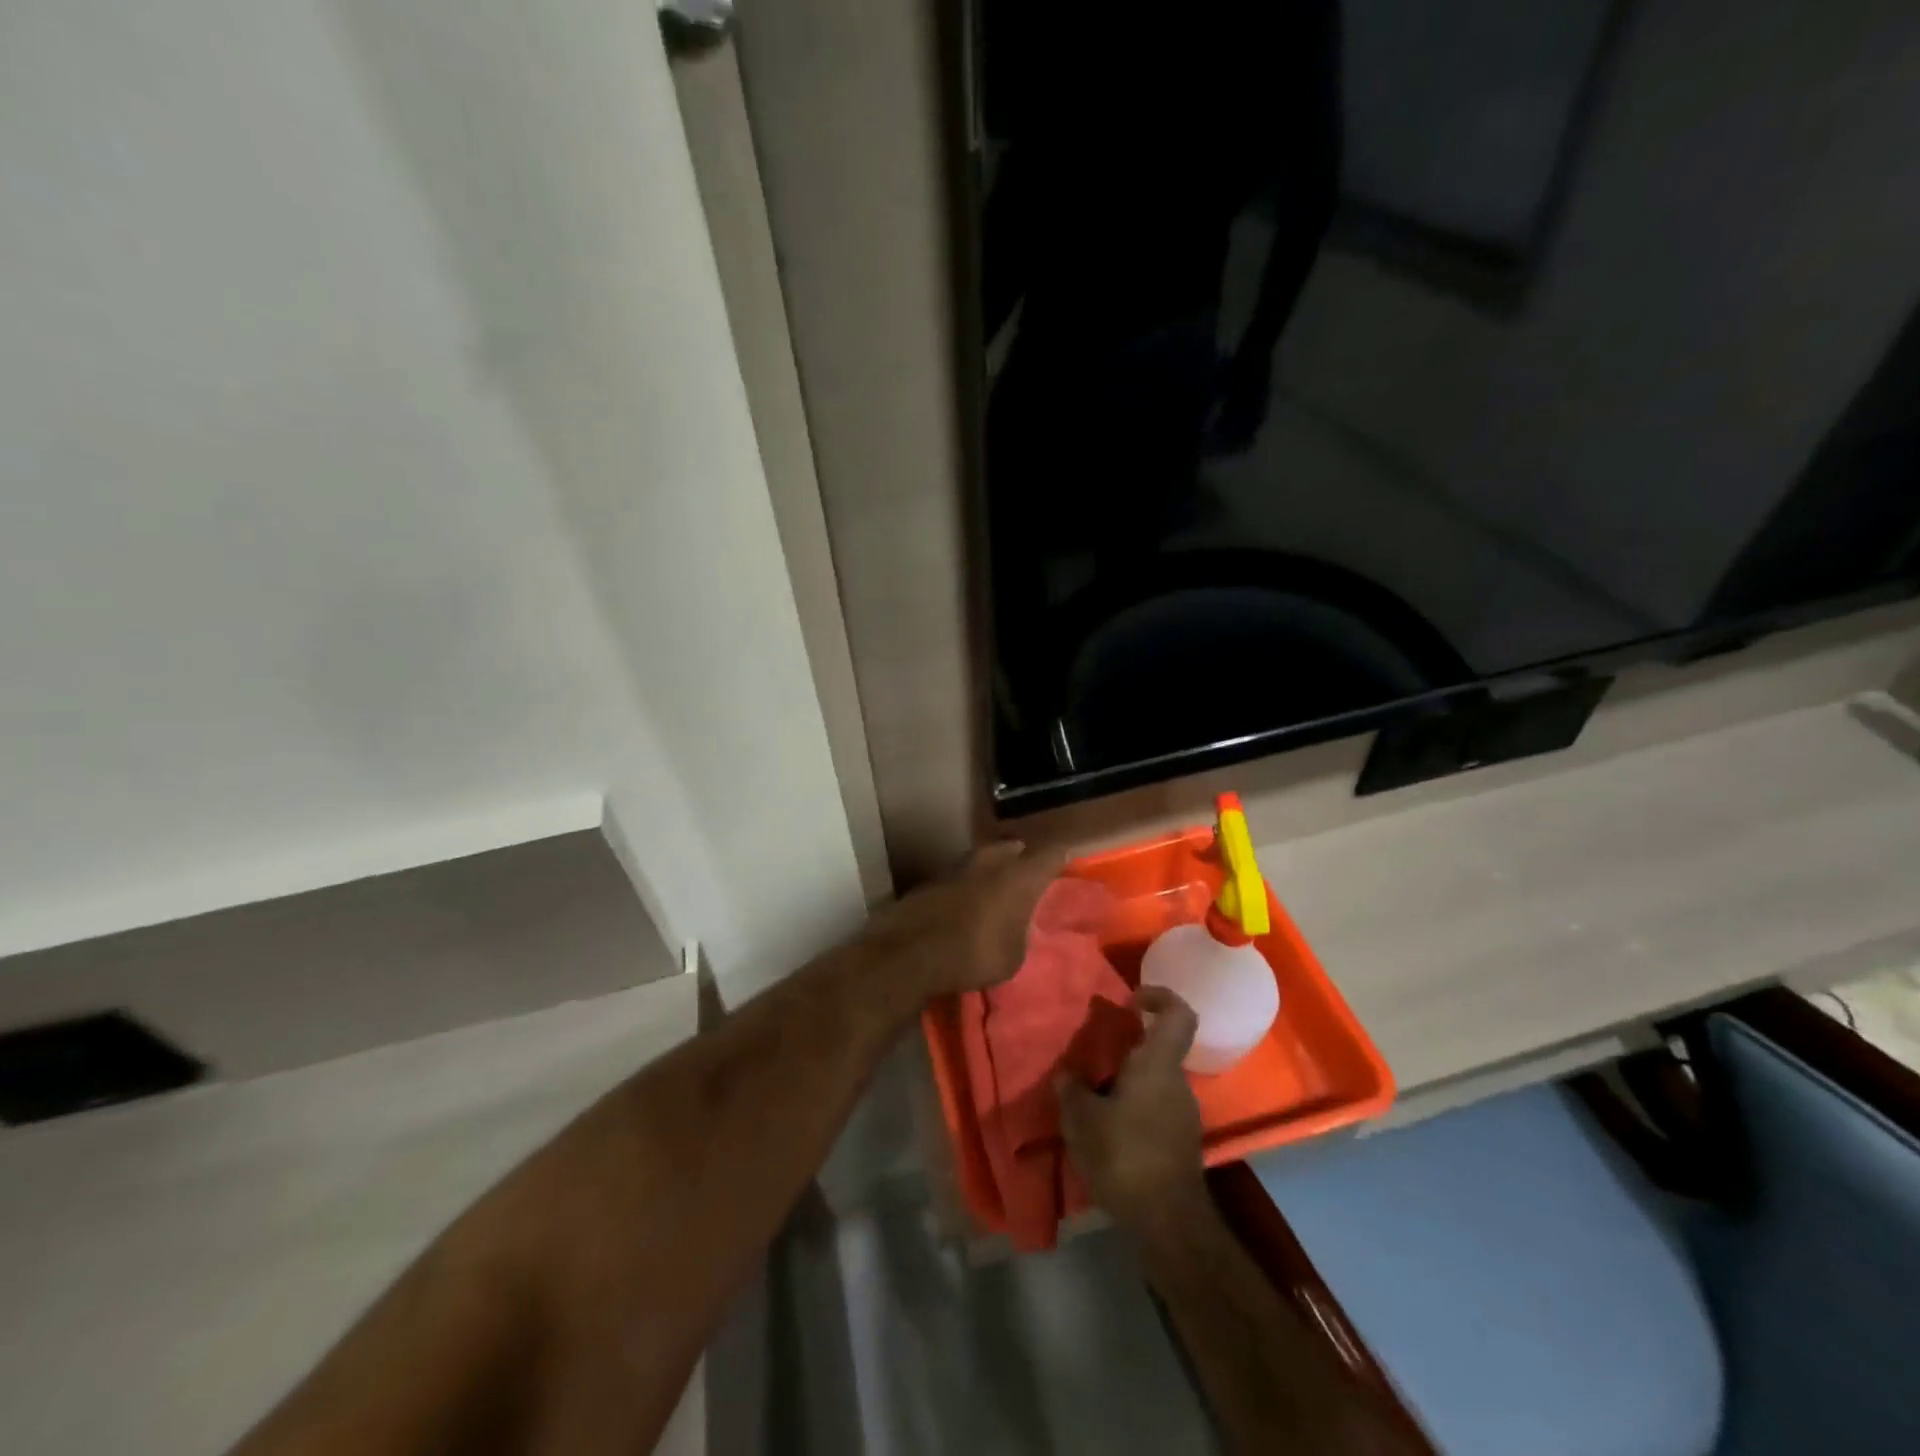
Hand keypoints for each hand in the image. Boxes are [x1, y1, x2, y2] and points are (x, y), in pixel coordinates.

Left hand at [863, 841, 1063, 998]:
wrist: (910, 952)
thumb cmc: (974, 955)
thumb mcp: (1014, 956)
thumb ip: (1021, 932)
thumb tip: (1018, 924)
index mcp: (1019, 877)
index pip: (1051, 854)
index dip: (1062, 856)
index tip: (1068, 859)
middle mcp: (991, 862)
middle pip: (1012, 848)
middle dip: (1022, 857)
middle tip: (1028, 873)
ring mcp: (957, 866)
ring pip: (983, 859)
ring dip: (991, 869)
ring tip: (996, 888)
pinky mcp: (932, 879)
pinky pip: (960, 876)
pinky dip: (967, 886)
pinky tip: (966, 903)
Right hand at [1057, 986, 1208, 1235]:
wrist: (1169, 1224)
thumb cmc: (1125, 1157)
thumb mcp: (1082, 1121)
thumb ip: (1072, 1090)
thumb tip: (1067, 1075)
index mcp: (1157, 1065)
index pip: (1177, 1013)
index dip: (1158, 996)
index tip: (1130, 1000)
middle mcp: (1176, 1082)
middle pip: (1158, 1049)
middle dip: (1126, 1049)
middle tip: (1091, 1058)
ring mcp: (1183, 1113)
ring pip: (1154, 1081)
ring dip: (1126, 1083)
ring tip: (1092, 1099)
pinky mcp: (1181, 1141)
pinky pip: (1156, 1108)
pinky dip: (1133, 1109)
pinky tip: (1107, 1131)